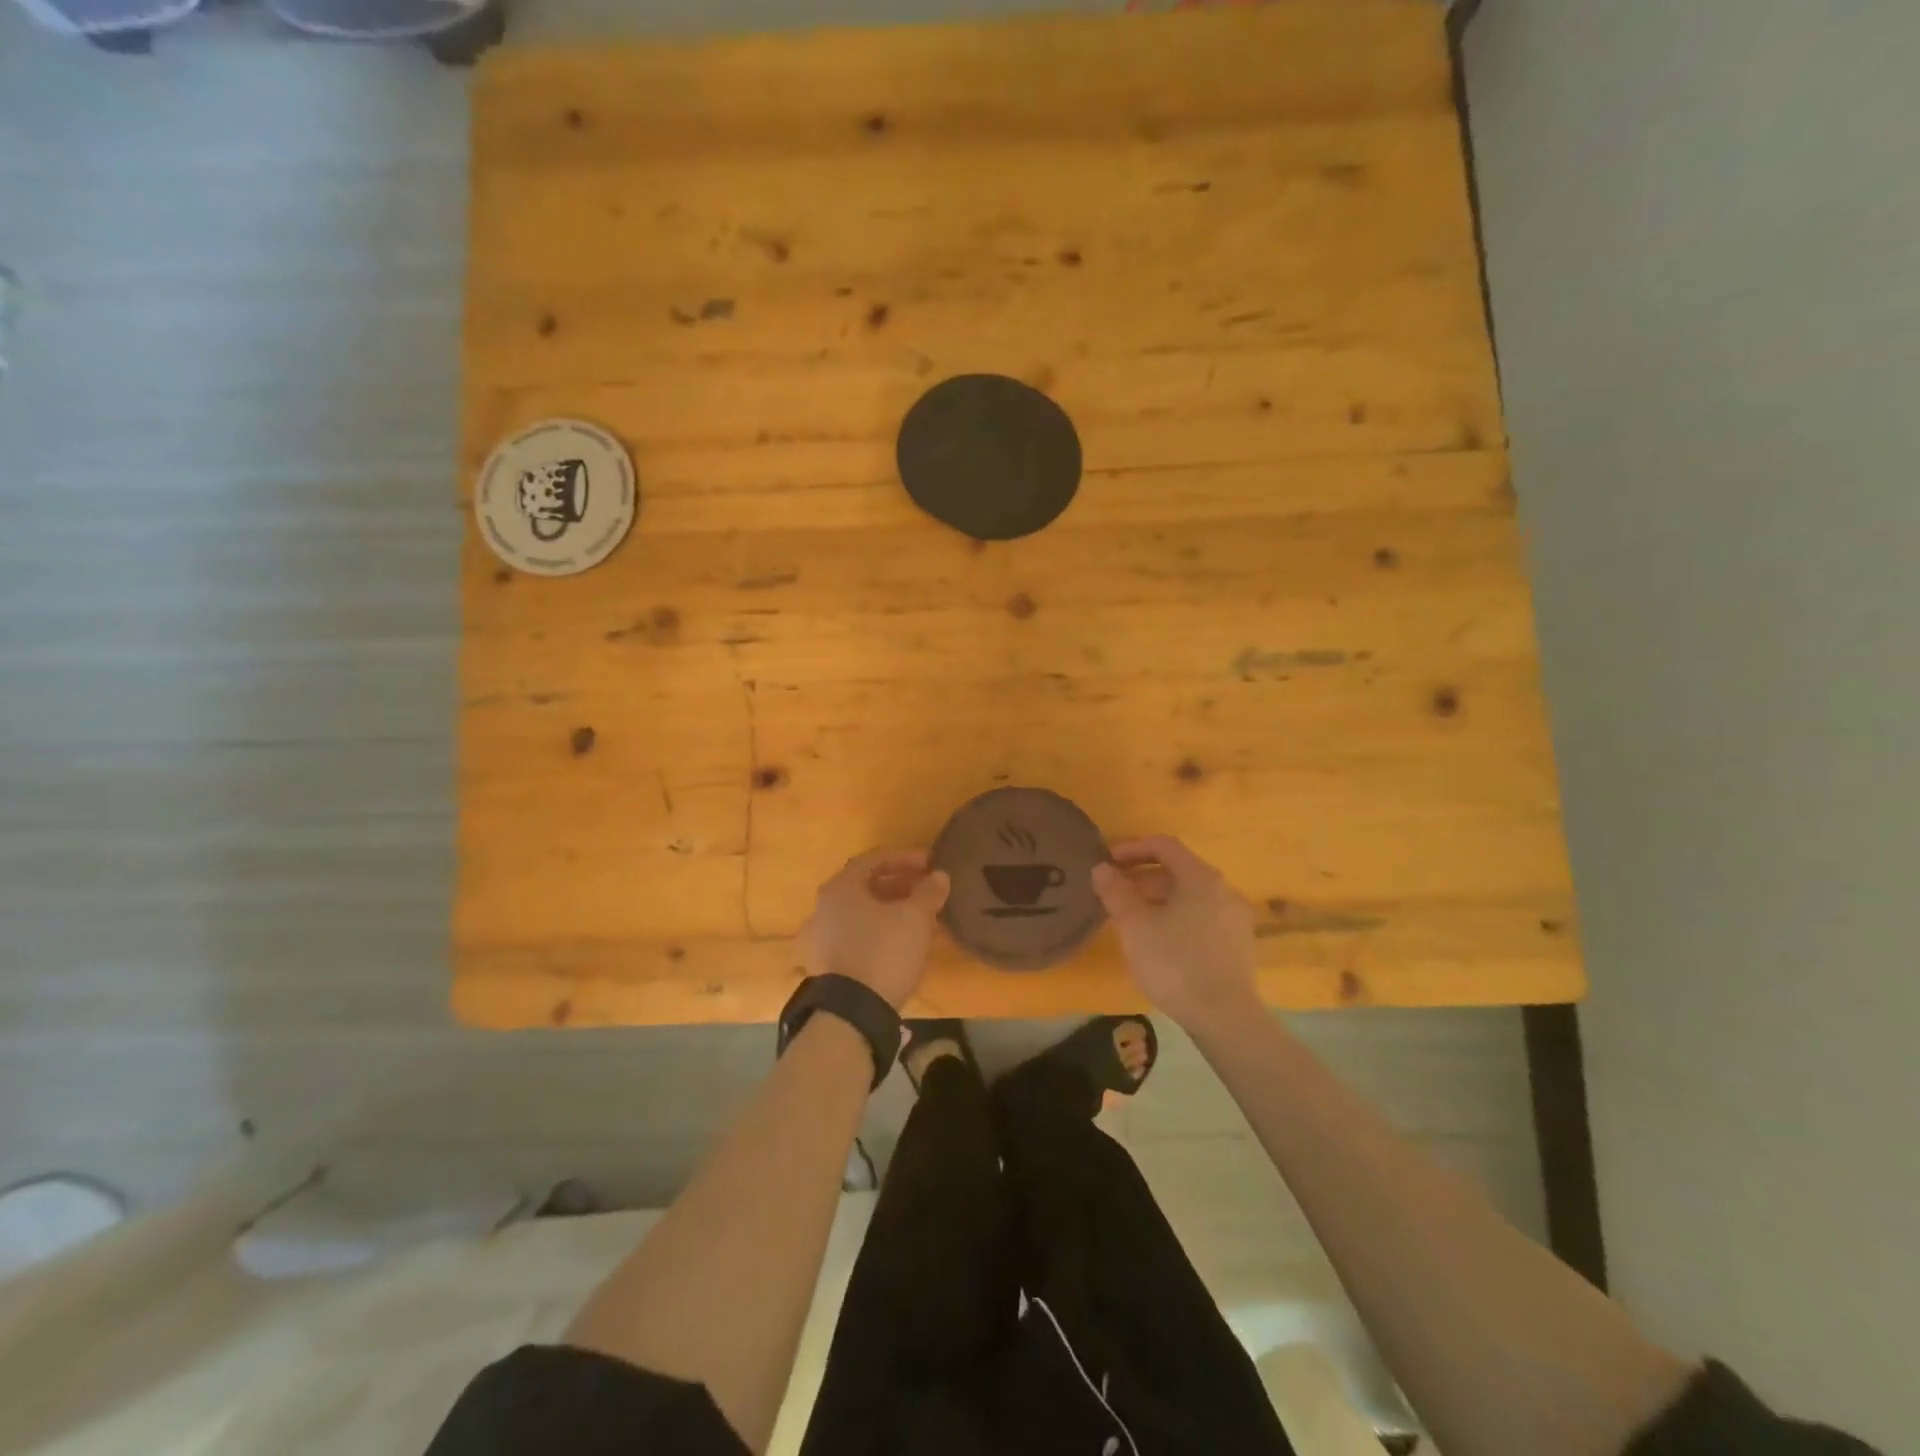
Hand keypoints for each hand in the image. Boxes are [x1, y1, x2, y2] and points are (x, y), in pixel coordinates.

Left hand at [799, 849, 950, 1010]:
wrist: (852, 1013)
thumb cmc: (884, 952)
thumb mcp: (915, 918)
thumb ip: (928, 892)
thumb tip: (938, 875)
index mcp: (840, 888)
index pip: (873, 860)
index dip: (905, 858)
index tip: (930, 864)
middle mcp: (822, 908)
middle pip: (863, 886)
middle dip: (897, 884)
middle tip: (924, 889)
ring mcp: (818, 938)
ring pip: (858, 913)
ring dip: (886, 909)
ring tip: (915, 917)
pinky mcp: (823, 966)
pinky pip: (852, 936)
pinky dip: (875, 931)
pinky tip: (897, 943)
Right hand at [1091, 835, 1259, 1028]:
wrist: (1224, 1017)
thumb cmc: (1175, 963)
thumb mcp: (1135, 926)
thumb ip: (1116, 892)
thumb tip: (1102, 869)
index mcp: (1201, 878)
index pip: (1164, 845)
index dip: (1132, 848)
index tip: (1107, 862)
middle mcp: (1224, 890)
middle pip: (1178, 871)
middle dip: (1142, 878)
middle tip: (1114, 894)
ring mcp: (1235, 918)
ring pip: (1190, 896)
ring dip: (1158, 900)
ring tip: (1132, 919)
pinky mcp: (1239, 945)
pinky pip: (1202, 917)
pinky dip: (1177, 917)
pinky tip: (1159, 942)